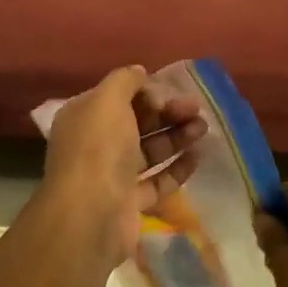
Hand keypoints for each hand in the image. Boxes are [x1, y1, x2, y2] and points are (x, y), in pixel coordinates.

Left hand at [39, 65, 205, 266]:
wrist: (91, 215)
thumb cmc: (98, 148)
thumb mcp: (108, 100)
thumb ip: (125, 80)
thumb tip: (139, 71)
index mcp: (84, 117)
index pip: (118, 97)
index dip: (146, 92)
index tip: (169, 93)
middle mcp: (95, 144)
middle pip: (137, 122)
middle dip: (167, 113)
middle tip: (195, 109)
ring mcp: (112, 175)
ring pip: (149, 150)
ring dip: (176, 137)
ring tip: (203, 129)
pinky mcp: (130, 203)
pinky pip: (157, 181)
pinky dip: (176, 168)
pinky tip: (197, 157)